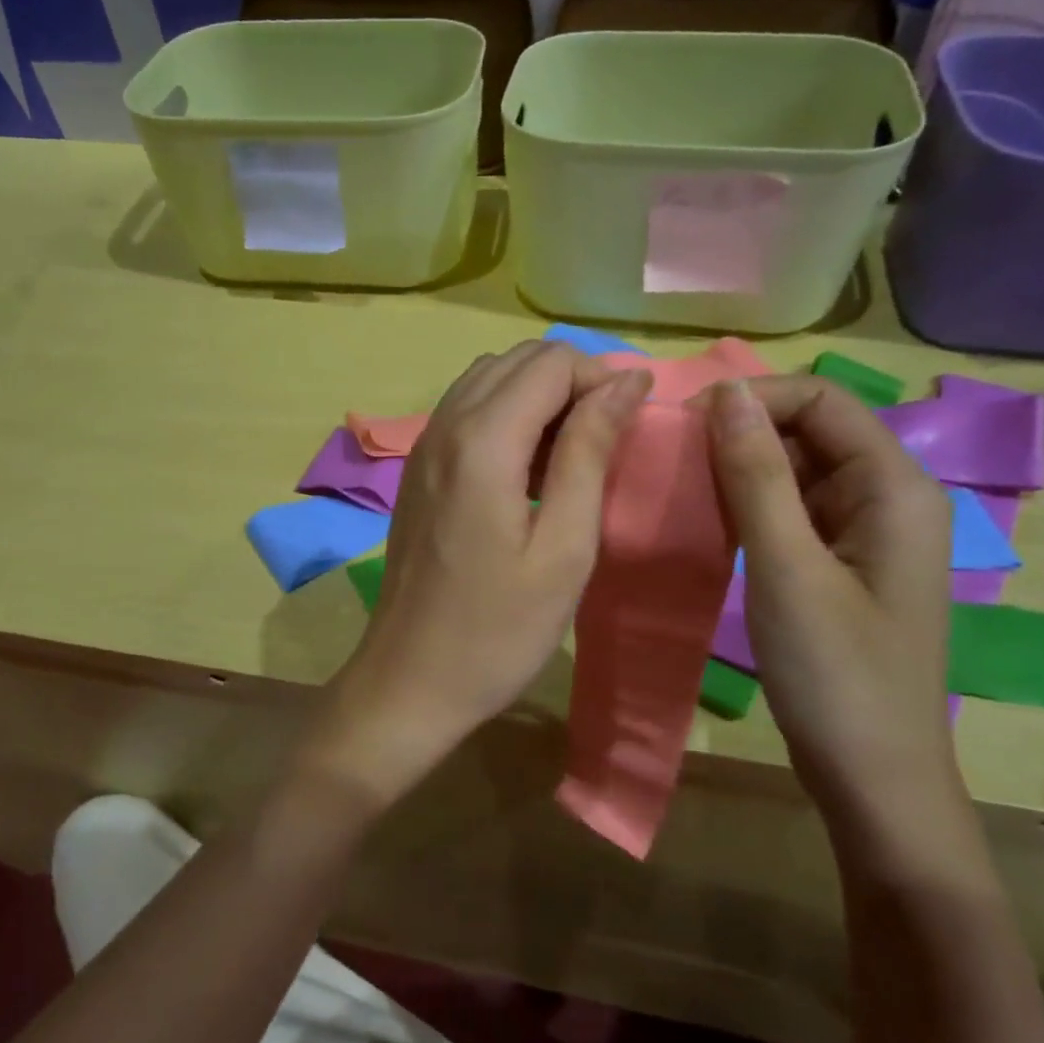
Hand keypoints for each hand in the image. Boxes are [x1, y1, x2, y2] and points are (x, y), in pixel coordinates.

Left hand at [305, 341, 652, 809]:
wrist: (410, 681)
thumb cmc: (498, 630)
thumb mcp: (564, 547)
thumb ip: (590, 452)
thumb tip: (625, 382)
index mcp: (482, 441)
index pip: (552, 362)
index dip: (602, 378)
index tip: (632, 425)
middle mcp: (444, 426)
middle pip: (517, 361)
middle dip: (572, 381)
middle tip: (609, 439)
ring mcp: (422, 446)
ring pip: (489, 380)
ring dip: (538, 397)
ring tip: (574, 453)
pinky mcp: (417, 471)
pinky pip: (466, 412)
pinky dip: (507, 416)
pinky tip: (529, 469)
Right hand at [703, 376, 954, 807]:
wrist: (871, 777)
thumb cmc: (836, 674)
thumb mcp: (787, 568)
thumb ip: (756, 476)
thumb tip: (725, 394)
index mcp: (894, 486)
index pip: (822, 399)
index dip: (753, 399)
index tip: (684, 427)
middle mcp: (887, 496)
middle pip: (809, 429)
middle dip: (741, 433)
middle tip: (673, 461)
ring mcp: (863, 531)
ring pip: (795, 469)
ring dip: (739, 469)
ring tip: (680, 487)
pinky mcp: (838, 562)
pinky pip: (790, 510)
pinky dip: (748, 505)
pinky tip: (708, 520)